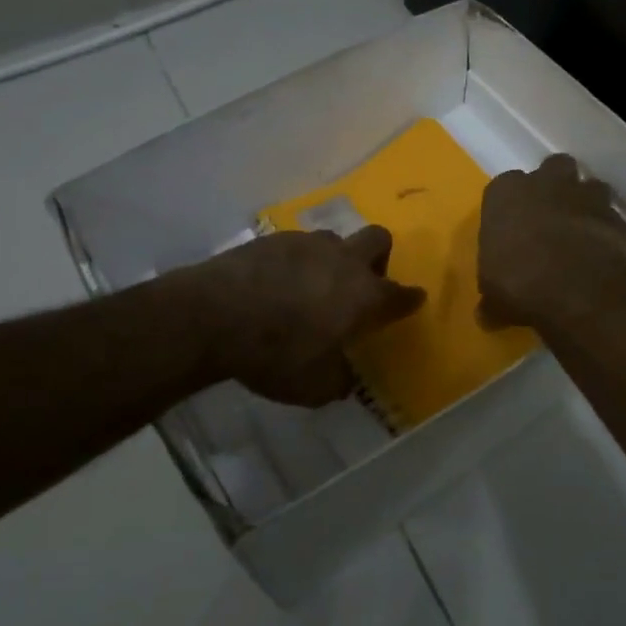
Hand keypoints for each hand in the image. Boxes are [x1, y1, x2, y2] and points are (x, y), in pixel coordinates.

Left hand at [183, 227, 426, 405]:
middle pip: (378, 239)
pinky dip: (296, 262)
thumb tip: (344, 378)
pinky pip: (298, 246)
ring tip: (312, 286)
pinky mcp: (273, 238)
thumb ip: (338, 380)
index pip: (400, 294)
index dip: (409, 299)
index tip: (413, 300)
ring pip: (335, 240)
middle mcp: (343, 261)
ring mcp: (308, 244)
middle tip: (363, 283)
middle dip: (380, 257)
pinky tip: (277, 284)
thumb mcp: (313, 386)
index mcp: (363, 296)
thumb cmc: (274, 354)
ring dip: (333, 260)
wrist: (212, 315)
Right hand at [478, 154, 625, 329]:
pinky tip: (605, 252)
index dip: (511, 207)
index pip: (504, 187)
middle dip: (554, 186)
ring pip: (588, 185)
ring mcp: (584, 194)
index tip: (513, 228)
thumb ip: (492, 299)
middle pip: (552, 169)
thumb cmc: (518, 281)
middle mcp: (544, 182)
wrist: (574, 286)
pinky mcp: (615, 215)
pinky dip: (609, 230)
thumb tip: (487, 316)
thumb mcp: (493, 296)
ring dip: (586, 203)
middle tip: (551, 216)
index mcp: (504, 193)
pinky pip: (612, 216)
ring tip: (582, 231)